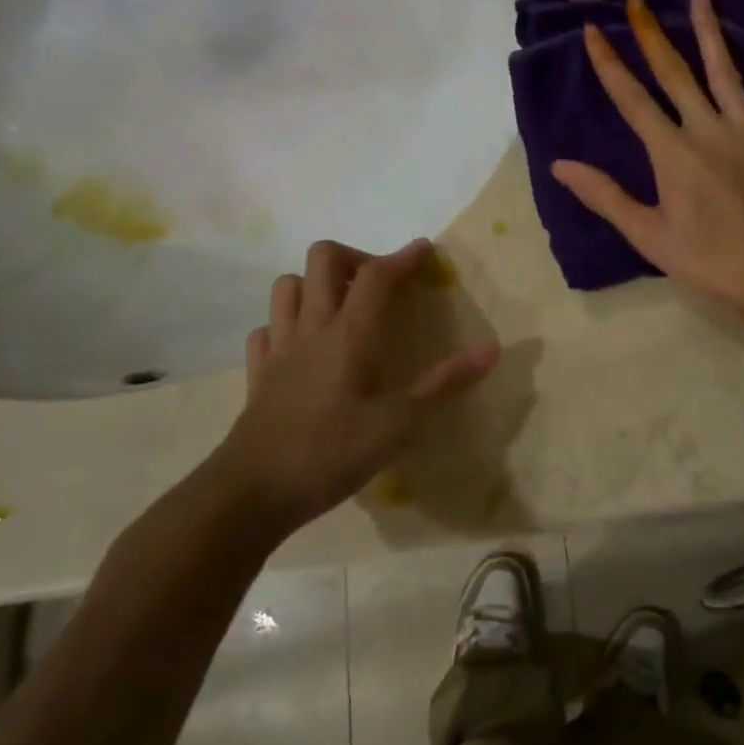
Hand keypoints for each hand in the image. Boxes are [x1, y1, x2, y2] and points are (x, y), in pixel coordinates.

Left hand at [210, 239, 498, 527]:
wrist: (251, 493)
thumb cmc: (331, 453)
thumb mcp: (401, 424)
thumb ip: (445, 383)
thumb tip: (492, 349)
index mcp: (349, 335)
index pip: (376, 275)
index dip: (403, 257)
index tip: (425, 250)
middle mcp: (311, 329)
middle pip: (323, 260)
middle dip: (356, 257)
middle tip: (382, 283)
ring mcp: (279, 349)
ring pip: (287, 286)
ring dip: (316, 283)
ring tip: (343, 306)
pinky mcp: (259, 374)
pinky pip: (267, 328)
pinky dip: (286, 323)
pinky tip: (303, 344)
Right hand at [550, 0, 743, 319]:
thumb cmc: (711, 261)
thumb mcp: (650, 236)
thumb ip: (606, 197)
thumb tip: (560, 165)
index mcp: (673, 153)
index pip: (633, 101)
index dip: (610, 65)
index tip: (593, 31)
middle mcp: (709, 131)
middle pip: (676, 76)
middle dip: (652, 36)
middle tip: (637, 1)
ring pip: (727, 76)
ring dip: (711, 36)